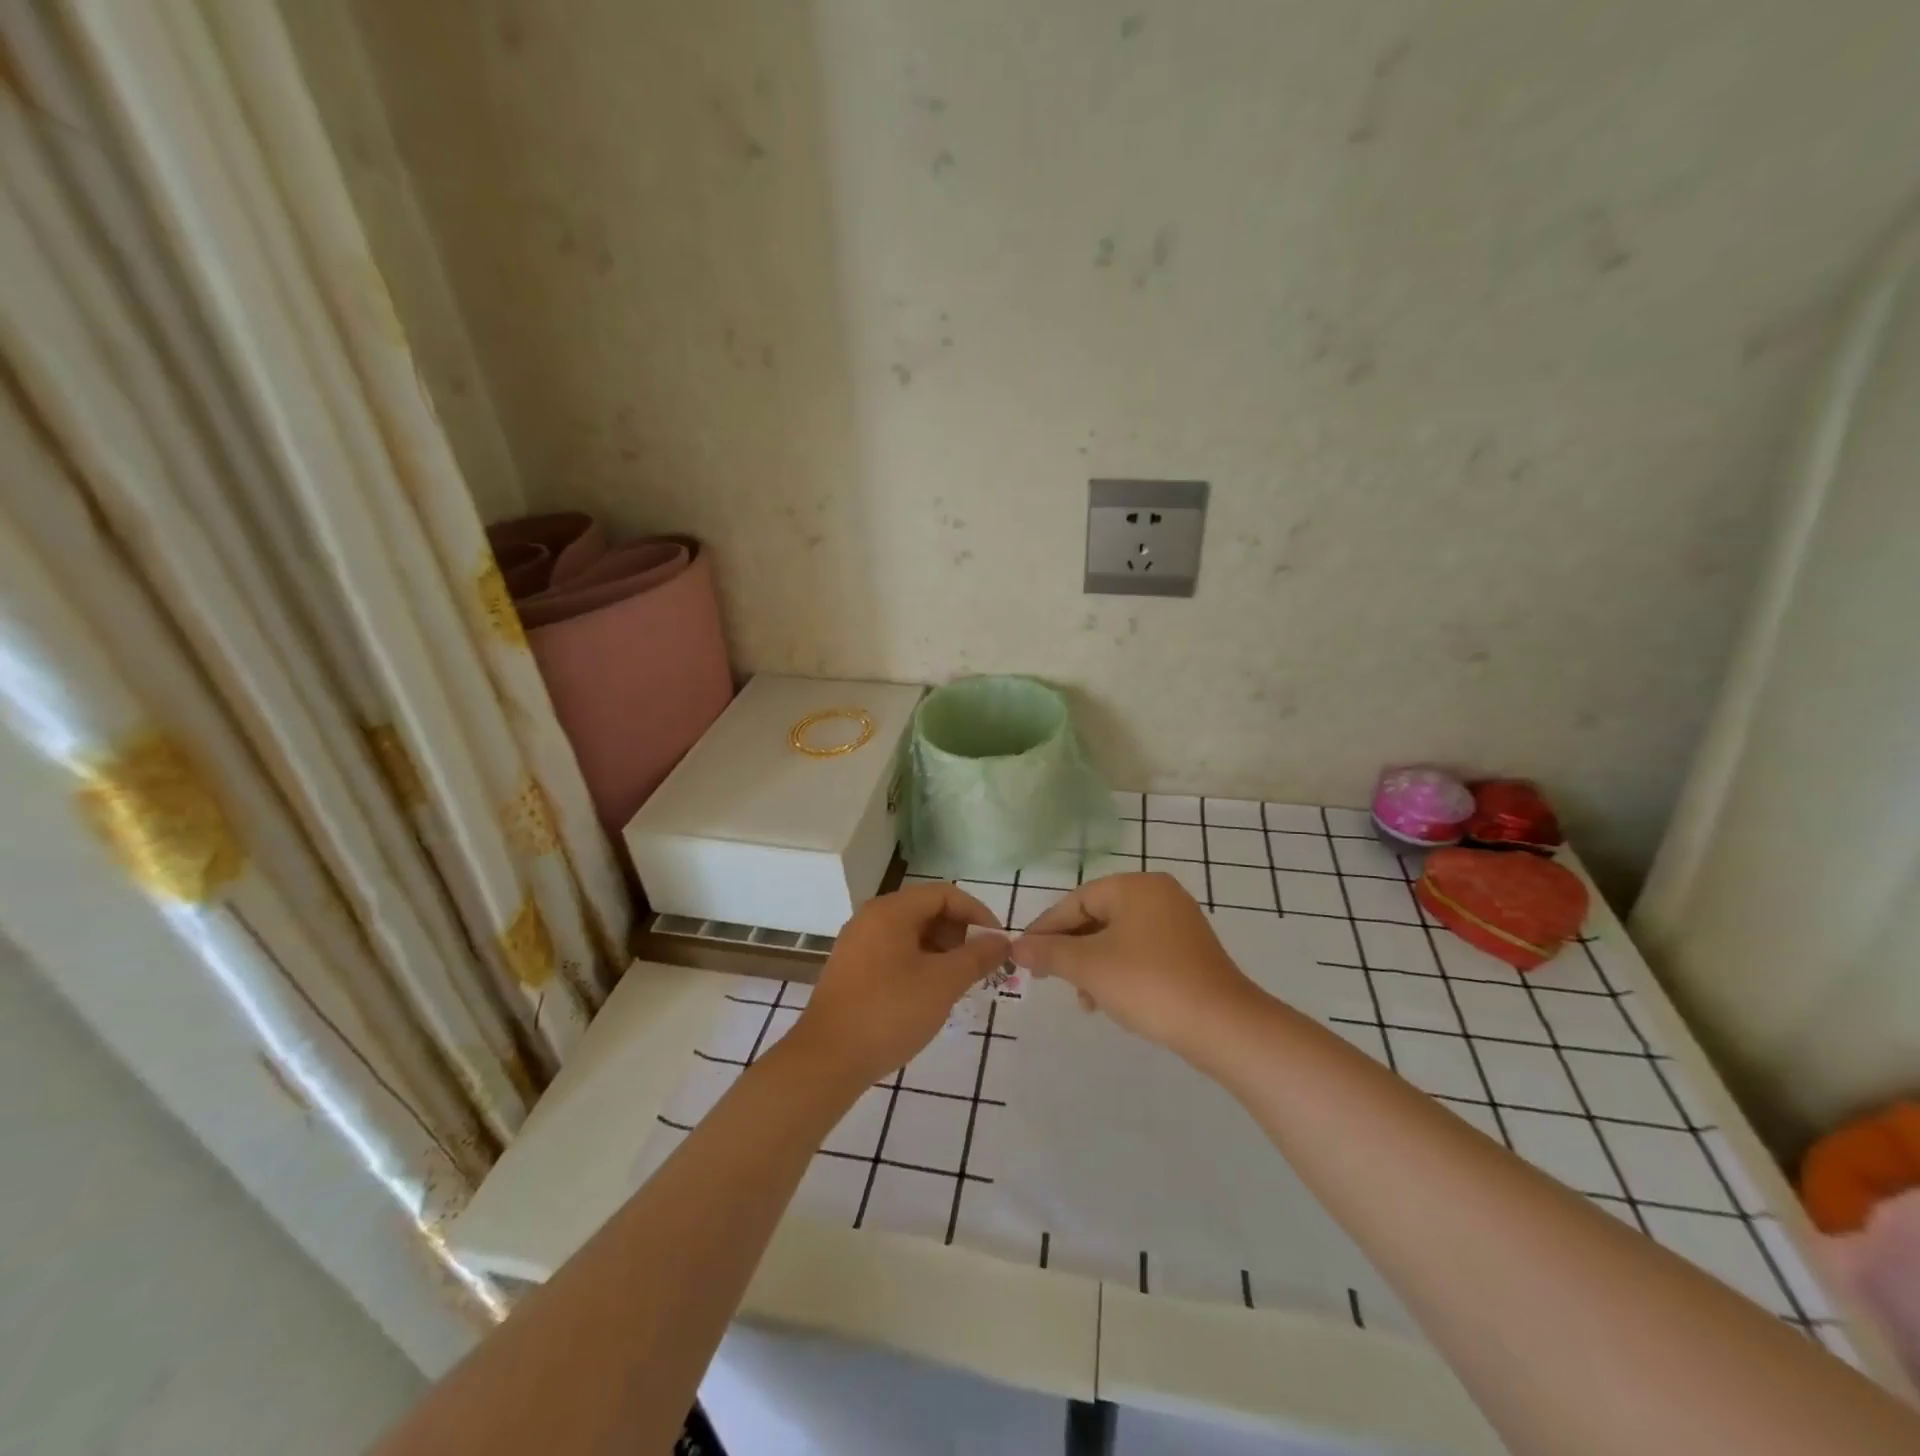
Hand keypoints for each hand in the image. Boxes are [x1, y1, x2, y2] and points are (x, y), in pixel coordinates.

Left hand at [790, 882, 1010, 1086]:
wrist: (827, 1060)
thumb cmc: (889, 1012)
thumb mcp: (943, 983)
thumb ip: (977, 957)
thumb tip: (1002, 941)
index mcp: (891, 911)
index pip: (944, 894)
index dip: (977, 913)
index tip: (997, 942)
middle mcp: (871, 918)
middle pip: (926, 910)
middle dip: (960, 933)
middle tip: (981, 965)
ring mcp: (858, 944)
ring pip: (911, 934)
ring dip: (942, 951)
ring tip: (961, 982)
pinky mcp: (852, 970)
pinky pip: (895, 953)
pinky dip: (920, 964)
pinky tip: (931, 994)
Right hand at [1010, 872, 1260, 1060]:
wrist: (1223, 1026)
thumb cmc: (1149, 984)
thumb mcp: (1090, 967)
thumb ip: (1049, 953)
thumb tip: (1016, 947)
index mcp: (1136, 887)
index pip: (1077, 900)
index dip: (1046, 928)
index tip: (1023, 955)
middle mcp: (1158, 895)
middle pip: (1097, 917)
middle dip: (1071, 950)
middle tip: (1047, 977)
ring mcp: (1178, 922)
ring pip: (1118, 938)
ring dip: (1093, 965)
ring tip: (1083, 999)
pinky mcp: (1189, 951)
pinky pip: (1140, 952)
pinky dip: (1119, 971)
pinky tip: (1110, 1000)